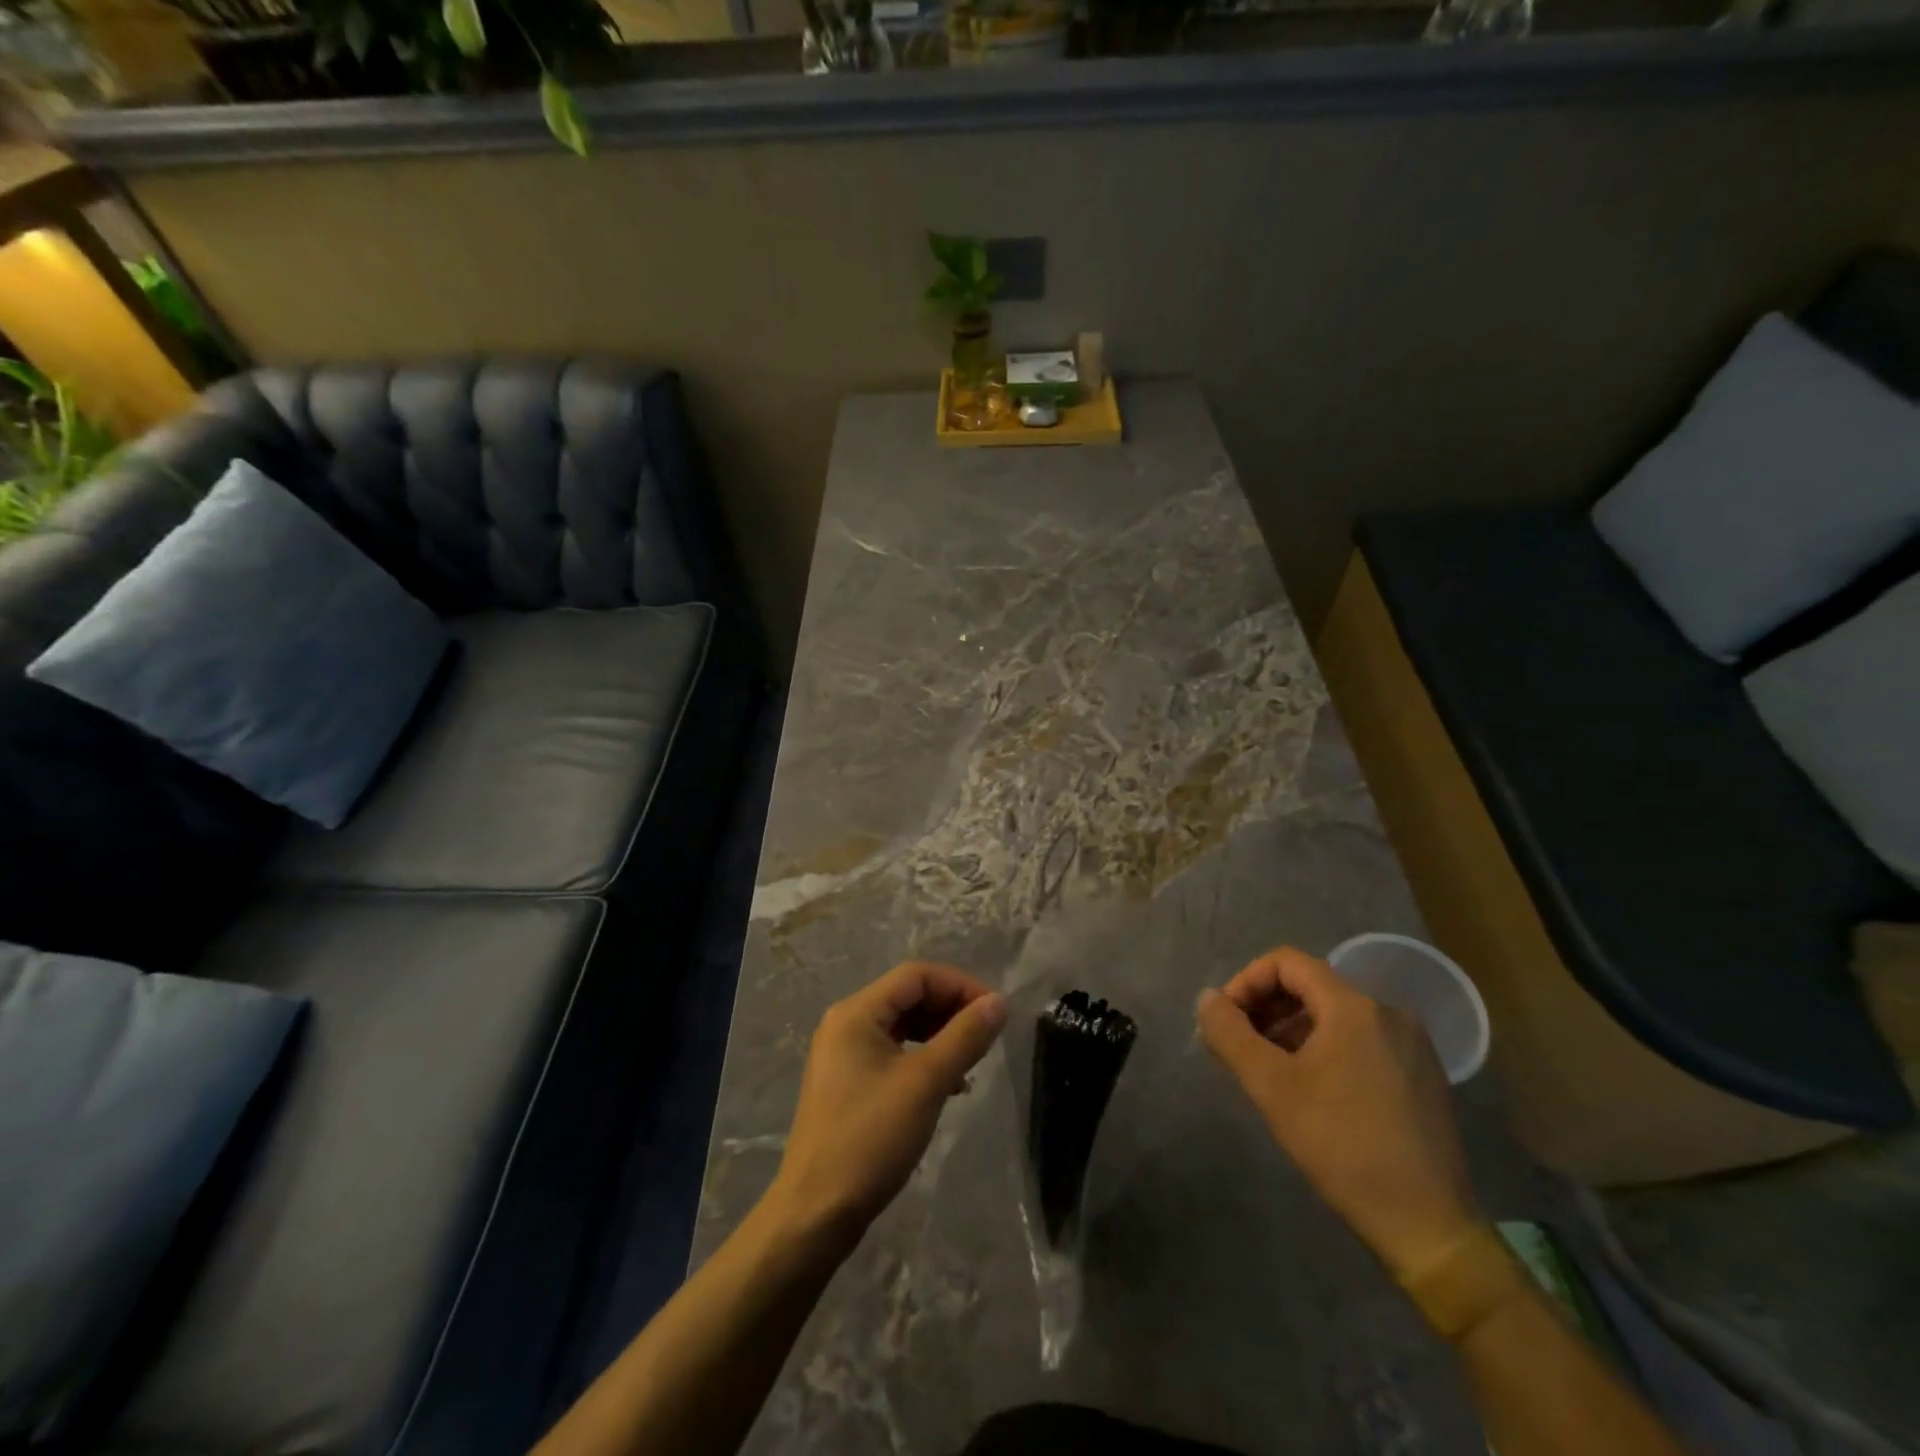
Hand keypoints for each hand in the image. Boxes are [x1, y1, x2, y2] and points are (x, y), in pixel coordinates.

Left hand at [770, 961, 1006, 1248]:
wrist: (815, 1214)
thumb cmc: (870, 1139)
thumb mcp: (926, 1083)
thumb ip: (964, 1037)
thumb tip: (998, 1003)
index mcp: (856, 1012)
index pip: (917, 975)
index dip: (960, 986)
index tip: (995, 1013)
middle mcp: (846, 1024)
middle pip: (908, 997)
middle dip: (951, 1010)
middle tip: (987, 1037)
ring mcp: (843, 1055)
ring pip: (902, 1027)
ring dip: (940, 1036)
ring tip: (971, 1062)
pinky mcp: (847, 1084)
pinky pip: (893, 1054)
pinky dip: (923, 1060)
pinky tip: (948, 1087)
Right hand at [1196, 947, 1482, 1280]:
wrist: (1428, 1226)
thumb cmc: (1342, 1146)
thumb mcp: (1272, 1087)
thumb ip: (1230, 1034)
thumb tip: (1207, 998)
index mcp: (1354, 1006)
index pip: (1287, 963)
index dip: (1246, 982)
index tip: (1225, 1021)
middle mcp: (1388, 1012)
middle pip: (1311, 986)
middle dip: (1266, 1008)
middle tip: (1238, 1047)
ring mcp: (1411, 1045)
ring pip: (1335, 1016)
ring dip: (1292, 1030)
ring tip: (1268, 1070)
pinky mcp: (1422, 1075)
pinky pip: (1361, 1041)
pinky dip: (1325, 1049)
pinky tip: (1311, 1089)